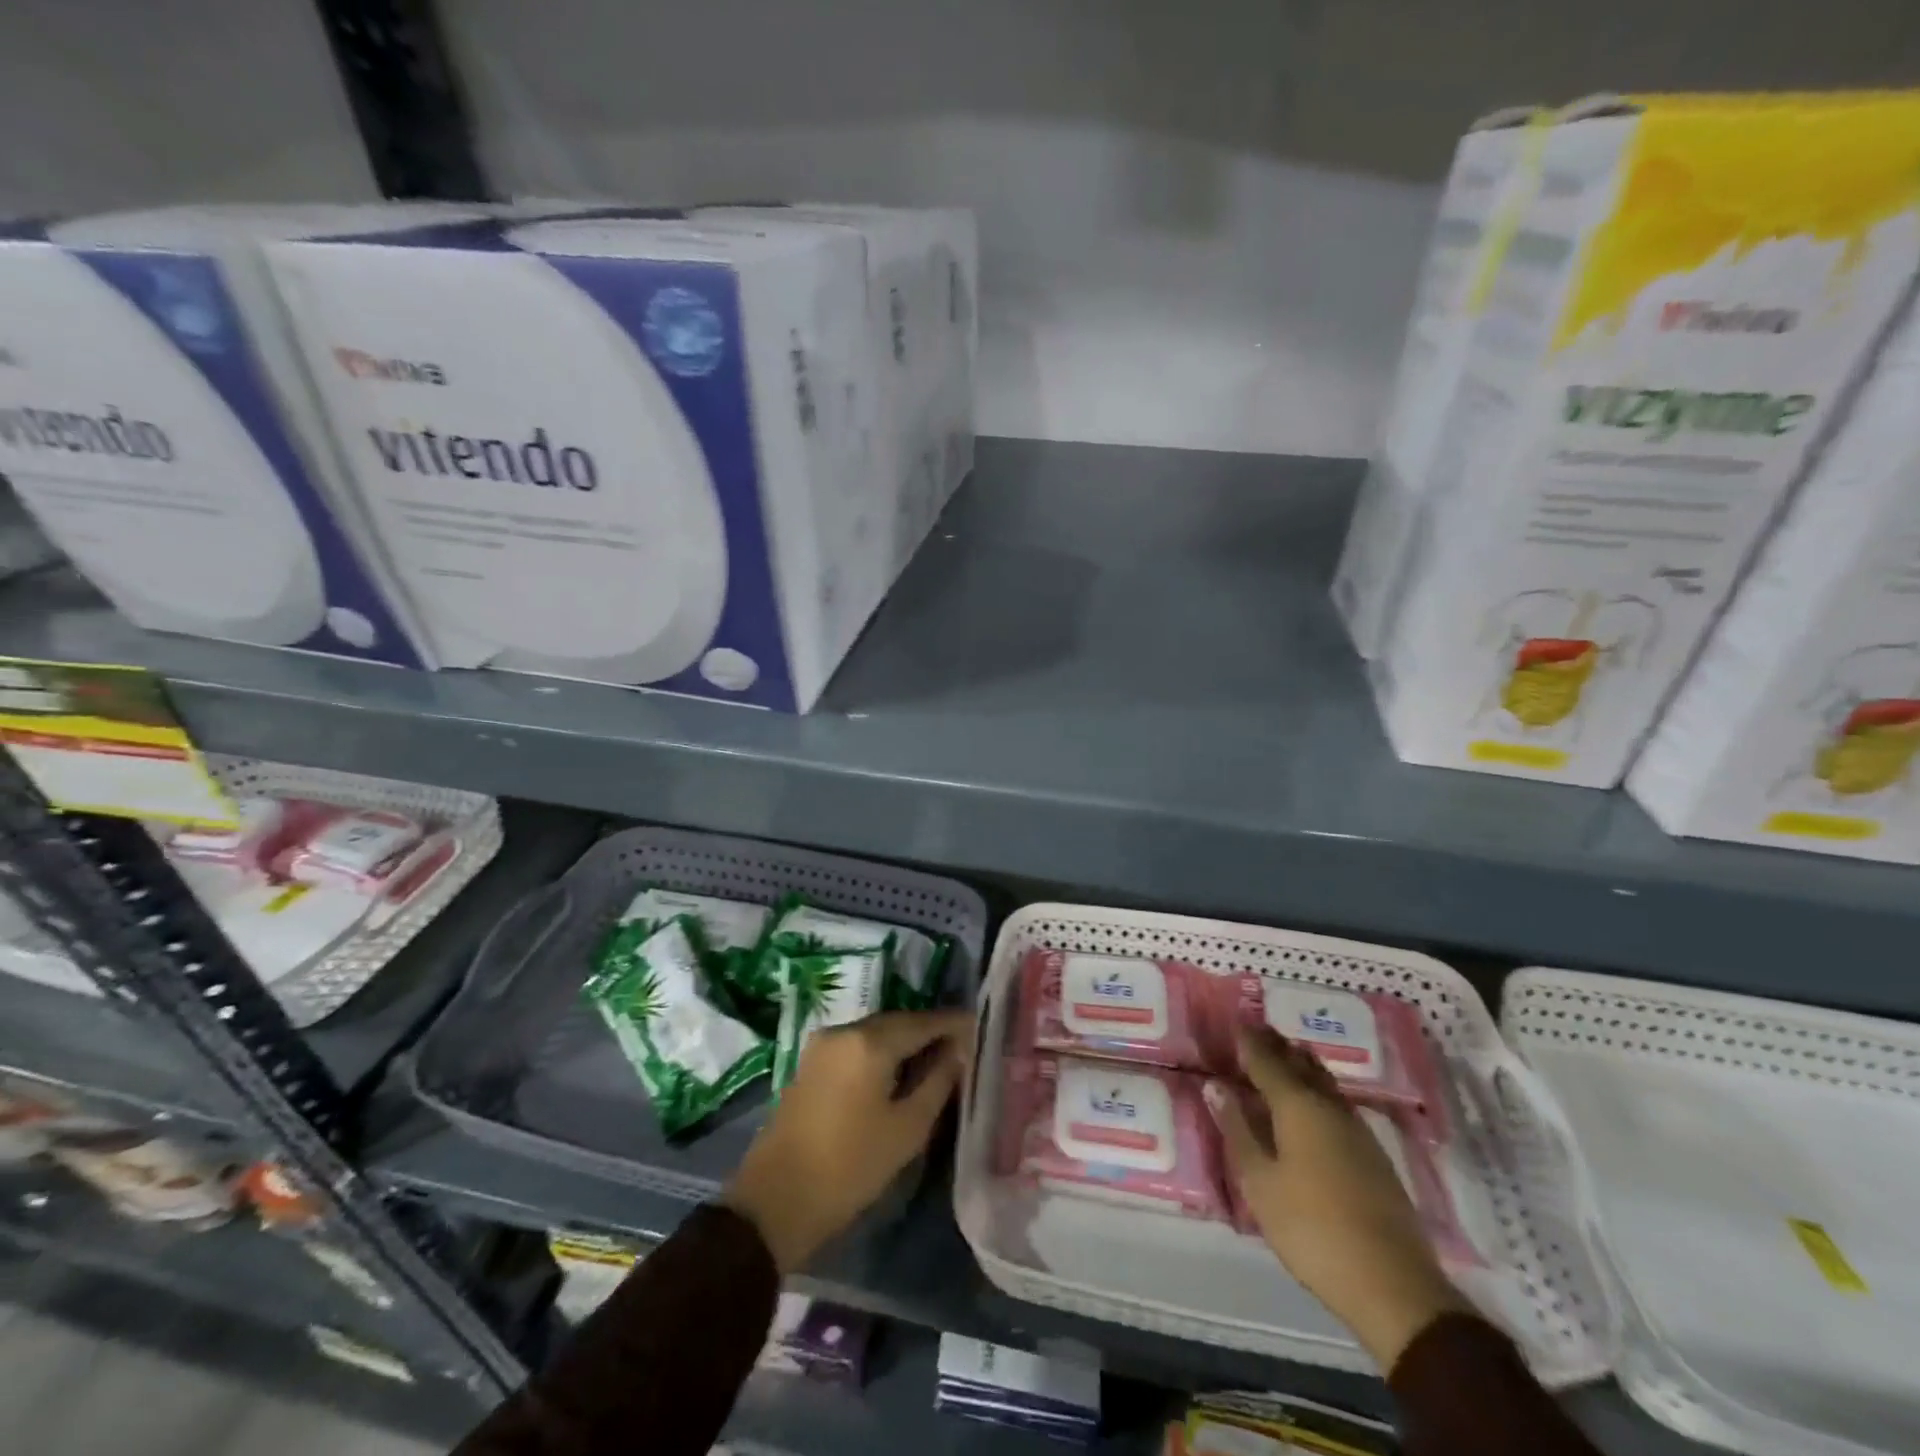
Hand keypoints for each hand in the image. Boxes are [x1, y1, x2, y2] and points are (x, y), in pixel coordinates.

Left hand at [724, 1008, 971, 1273]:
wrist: (774, 1201)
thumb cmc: (849, 1167)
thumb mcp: (907, 1129)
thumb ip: (937, 1082)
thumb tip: (958, 1051)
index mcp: (870, 1041)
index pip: (923, 1021)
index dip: (952, 1024)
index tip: (978, 1027)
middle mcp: (845, 1030)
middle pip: (897, 1022)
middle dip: (928, 1031)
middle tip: (960, 1046)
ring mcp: (822, 1045)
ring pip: (875, 1033)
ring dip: (904, 1042)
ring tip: (935, 1060)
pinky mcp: (810, 1063)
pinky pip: (856, 1047)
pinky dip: (880, 1053)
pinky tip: (898, 1072)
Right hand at [1205, 1024, 1467, 1369]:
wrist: (1393, 1285)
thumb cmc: (1311, 1228)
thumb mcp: (1259, 1182)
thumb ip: (1238, 1129)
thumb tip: (1216, 1086)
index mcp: (1297, 1106)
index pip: (1266, 1060)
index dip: (1248, 1040)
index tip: (1234, 1021)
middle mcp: (1329, 1106)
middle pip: (1300, 1064)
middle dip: (1277, 1045)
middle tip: (1256, 1031)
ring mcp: (1357, 1130)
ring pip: (1324, 1082)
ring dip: (1301, 1065)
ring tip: (1284, 1056)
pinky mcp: (1374, 1155)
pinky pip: (1337, 1103)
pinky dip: (1318, 1090)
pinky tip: (1313, 1103)